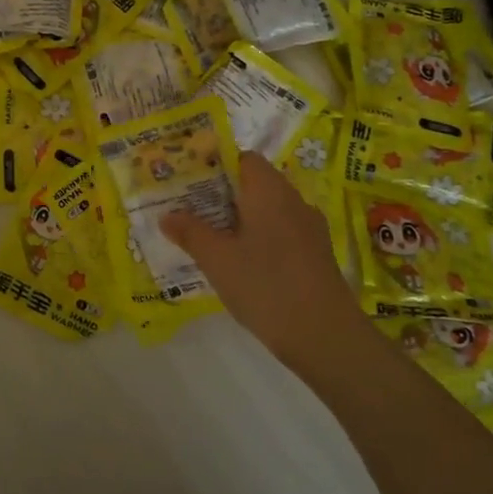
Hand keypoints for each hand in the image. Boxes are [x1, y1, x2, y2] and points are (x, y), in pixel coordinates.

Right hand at [163, 151, 360, 366]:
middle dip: (219, 194)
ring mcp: (308, 229)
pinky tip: (237, 262)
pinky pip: (278, 233)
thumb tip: (167, 215)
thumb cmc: (265, 285)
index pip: (242, 158)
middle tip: (186, 209)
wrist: (324, 335)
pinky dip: (256, 238)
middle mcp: (292, 200)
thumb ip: (190, 232)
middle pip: (252, 184)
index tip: (187, 180)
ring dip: (237, 219)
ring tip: (205, 236)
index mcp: (269, 190)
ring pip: (266, 211)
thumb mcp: (217, 259)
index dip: (214, 164)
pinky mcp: (314, 254)